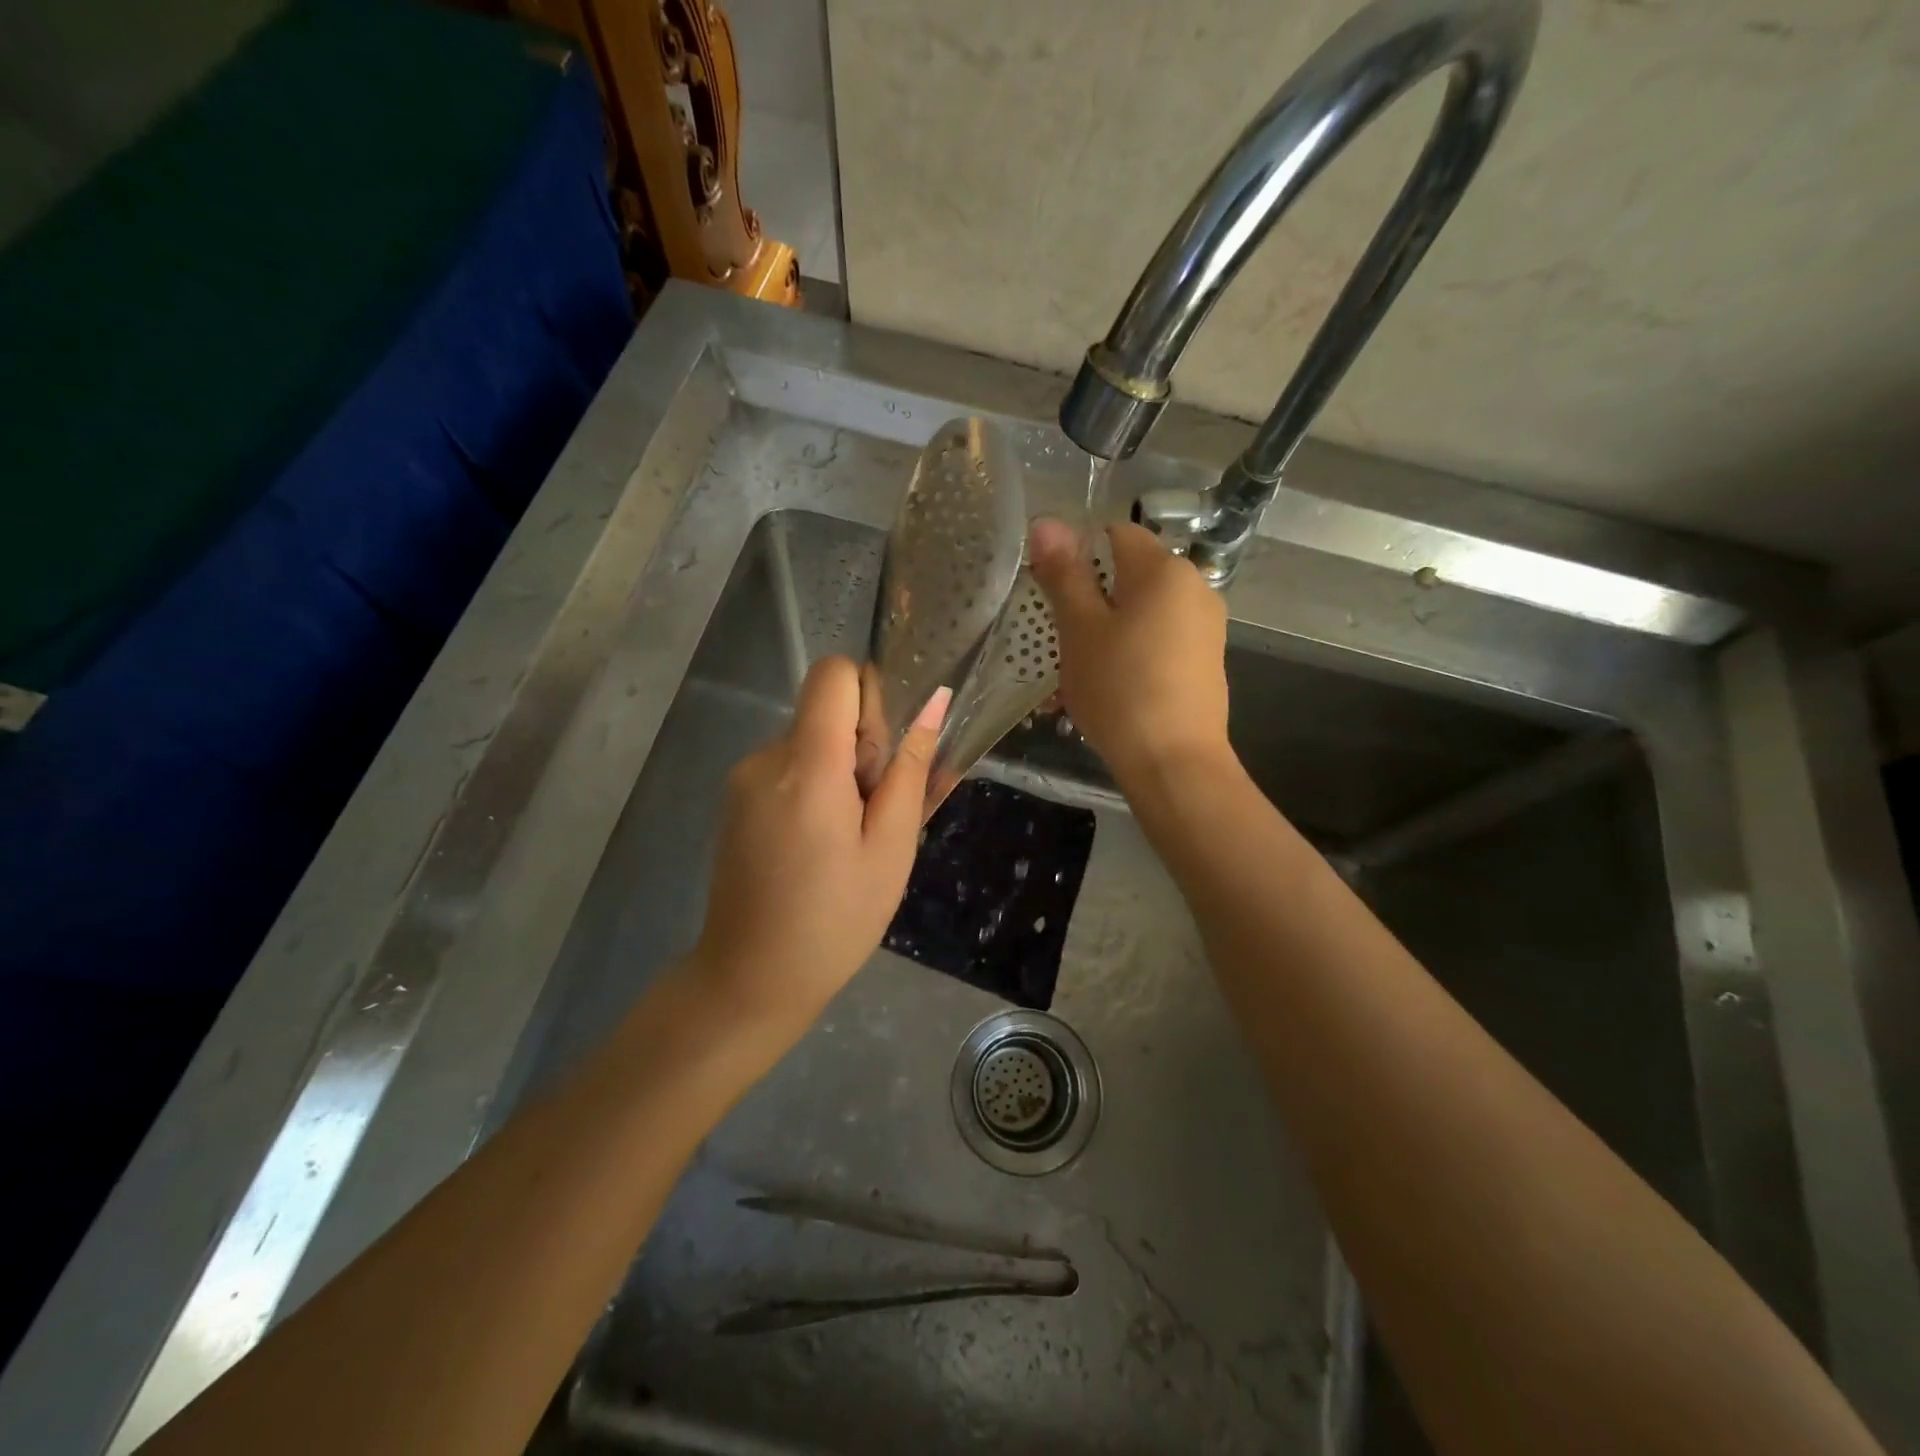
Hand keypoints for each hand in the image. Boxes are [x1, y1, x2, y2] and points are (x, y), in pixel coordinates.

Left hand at [690, 656, 949, 1036]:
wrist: (750, 978)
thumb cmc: (835, 920)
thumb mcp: (891, 847)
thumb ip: (910, 770)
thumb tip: (934, 702)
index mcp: (806, 765)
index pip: (834, 674)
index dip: (869, 698)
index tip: (883, 754)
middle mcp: (765, 758)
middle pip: (824, 712)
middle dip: (860, 748)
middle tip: (873, 818)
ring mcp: (743, 779)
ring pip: (810, 742)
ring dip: (839, 774)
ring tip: (848, 840)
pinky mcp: (735, 800)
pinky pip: (788, 769)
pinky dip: (814, 790)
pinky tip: (820, 846)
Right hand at [1029, 518, 1230, 786]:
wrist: (1174, 762)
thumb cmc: (1120, 689)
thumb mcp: (1080, 630)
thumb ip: (1064, 574)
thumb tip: (1047, 522)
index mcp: (1164, 569)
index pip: (1115, 533)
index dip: (1079, 554)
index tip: (1054, 593)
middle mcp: (1195, 586)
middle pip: (1130, 575)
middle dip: (1092, 599)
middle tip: (1063, 640)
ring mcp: (1206, 625)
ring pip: (1143, 611)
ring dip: (1108, 630)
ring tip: (1081, 672)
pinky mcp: (1207, 659)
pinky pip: (1160, 639)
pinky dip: (1133, 651)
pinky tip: (1112, 687)